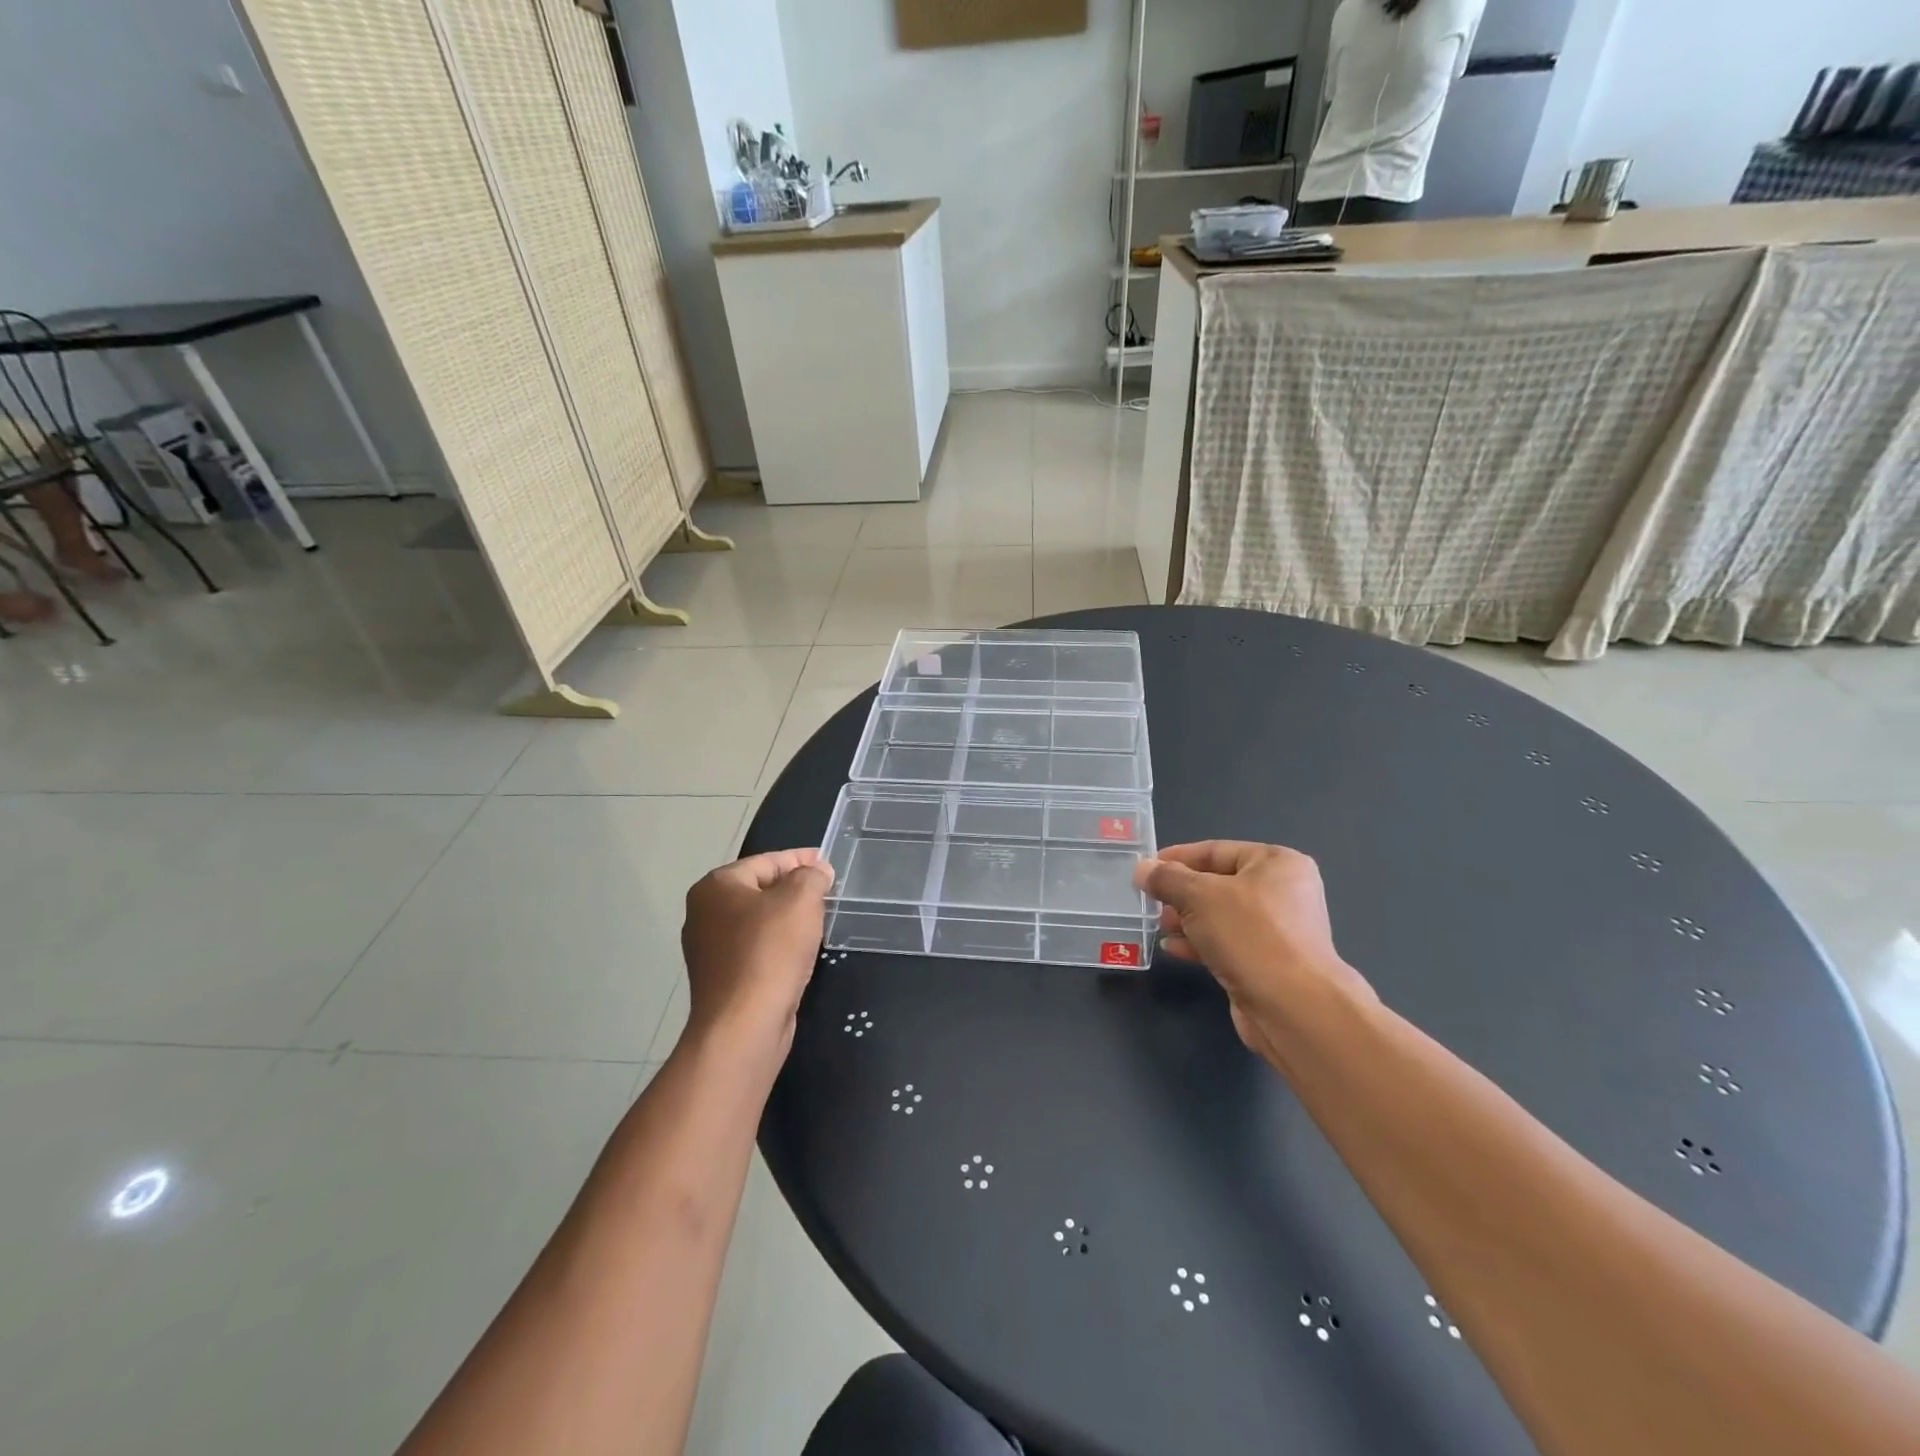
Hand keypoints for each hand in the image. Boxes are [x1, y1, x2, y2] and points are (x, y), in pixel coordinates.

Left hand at [681, 849, 833, 1059]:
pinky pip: (755, 949)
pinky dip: (778, 946)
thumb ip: (811, 876)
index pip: (766, 861)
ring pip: (758, 921)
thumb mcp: (800, 900)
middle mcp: (704, 913)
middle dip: (794, 889)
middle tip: (828, 892)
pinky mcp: (721, 978)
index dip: (800, 859)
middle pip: (760, 890)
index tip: (827, 864)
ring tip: (819, 921)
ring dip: (787, 919)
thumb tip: (817, 871)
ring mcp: (709, 949)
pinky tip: (800, 953)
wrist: (743, 1025)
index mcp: (715, 886)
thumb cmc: (770, 951)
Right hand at [1134, 842, 1374, 1064]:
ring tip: (1159, 925)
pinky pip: (1226, 943)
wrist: (1293, 1008)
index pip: (1217, 851)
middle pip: (1218, 884)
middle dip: (1181, 893)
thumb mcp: (1200, 896)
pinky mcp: (1267, 963)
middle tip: (1150, 901)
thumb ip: (1167, 879)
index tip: (1147, 868)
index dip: (1178, 858)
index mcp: (1277, 863)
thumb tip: (1142, 868)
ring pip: (1220, 916)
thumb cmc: (1250, 935)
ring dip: (1187, 920)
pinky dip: (1200, 943)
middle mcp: (1283, 893)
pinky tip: (1172, 949)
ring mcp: (1277, 931)